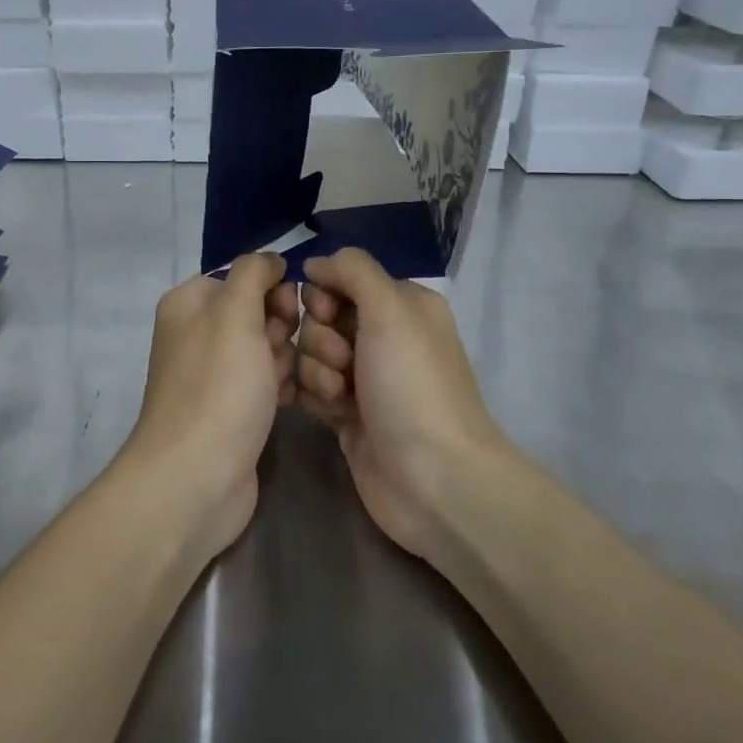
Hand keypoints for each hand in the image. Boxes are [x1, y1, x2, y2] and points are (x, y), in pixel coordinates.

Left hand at [115, 253, 298, 558]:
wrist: (197, 476)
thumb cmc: (218, 387)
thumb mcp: (234, 314)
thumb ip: (253, 273)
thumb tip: (270, 260)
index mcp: (189, 303)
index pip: (242, 276)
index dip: (271, 290)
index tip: (285, 312)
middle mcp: (197, 333)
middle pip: (258, 311)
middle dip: (280, 329)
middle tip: (278, 356)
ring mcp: (214, 374)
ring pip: (267, 348)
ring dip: (285, 361)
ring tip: (280, 385)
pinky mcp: (232, 408)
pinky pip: (266, 382)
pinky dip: (280, 388)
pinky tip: (287, 403)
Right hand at [296, 248, 508, 562]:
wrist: (432, 479)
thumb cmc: (412, 386)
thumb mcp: (390, 310)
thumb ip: (352, 270)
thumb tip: (315, 263)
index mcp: (402, 305)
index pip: (341, 279)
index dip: (324, 295)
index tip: (328, 314)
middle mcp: (384, 337)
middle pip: (321, 316)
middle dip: (321, 338)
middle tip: (343, 364)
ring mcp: (365, 378)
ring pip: (311, 353)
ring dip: (317, 371)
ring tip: (341, 397)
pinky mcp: (347, 414)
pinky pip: (310, 388)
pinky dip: (313, 396)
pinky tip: (329, 413)